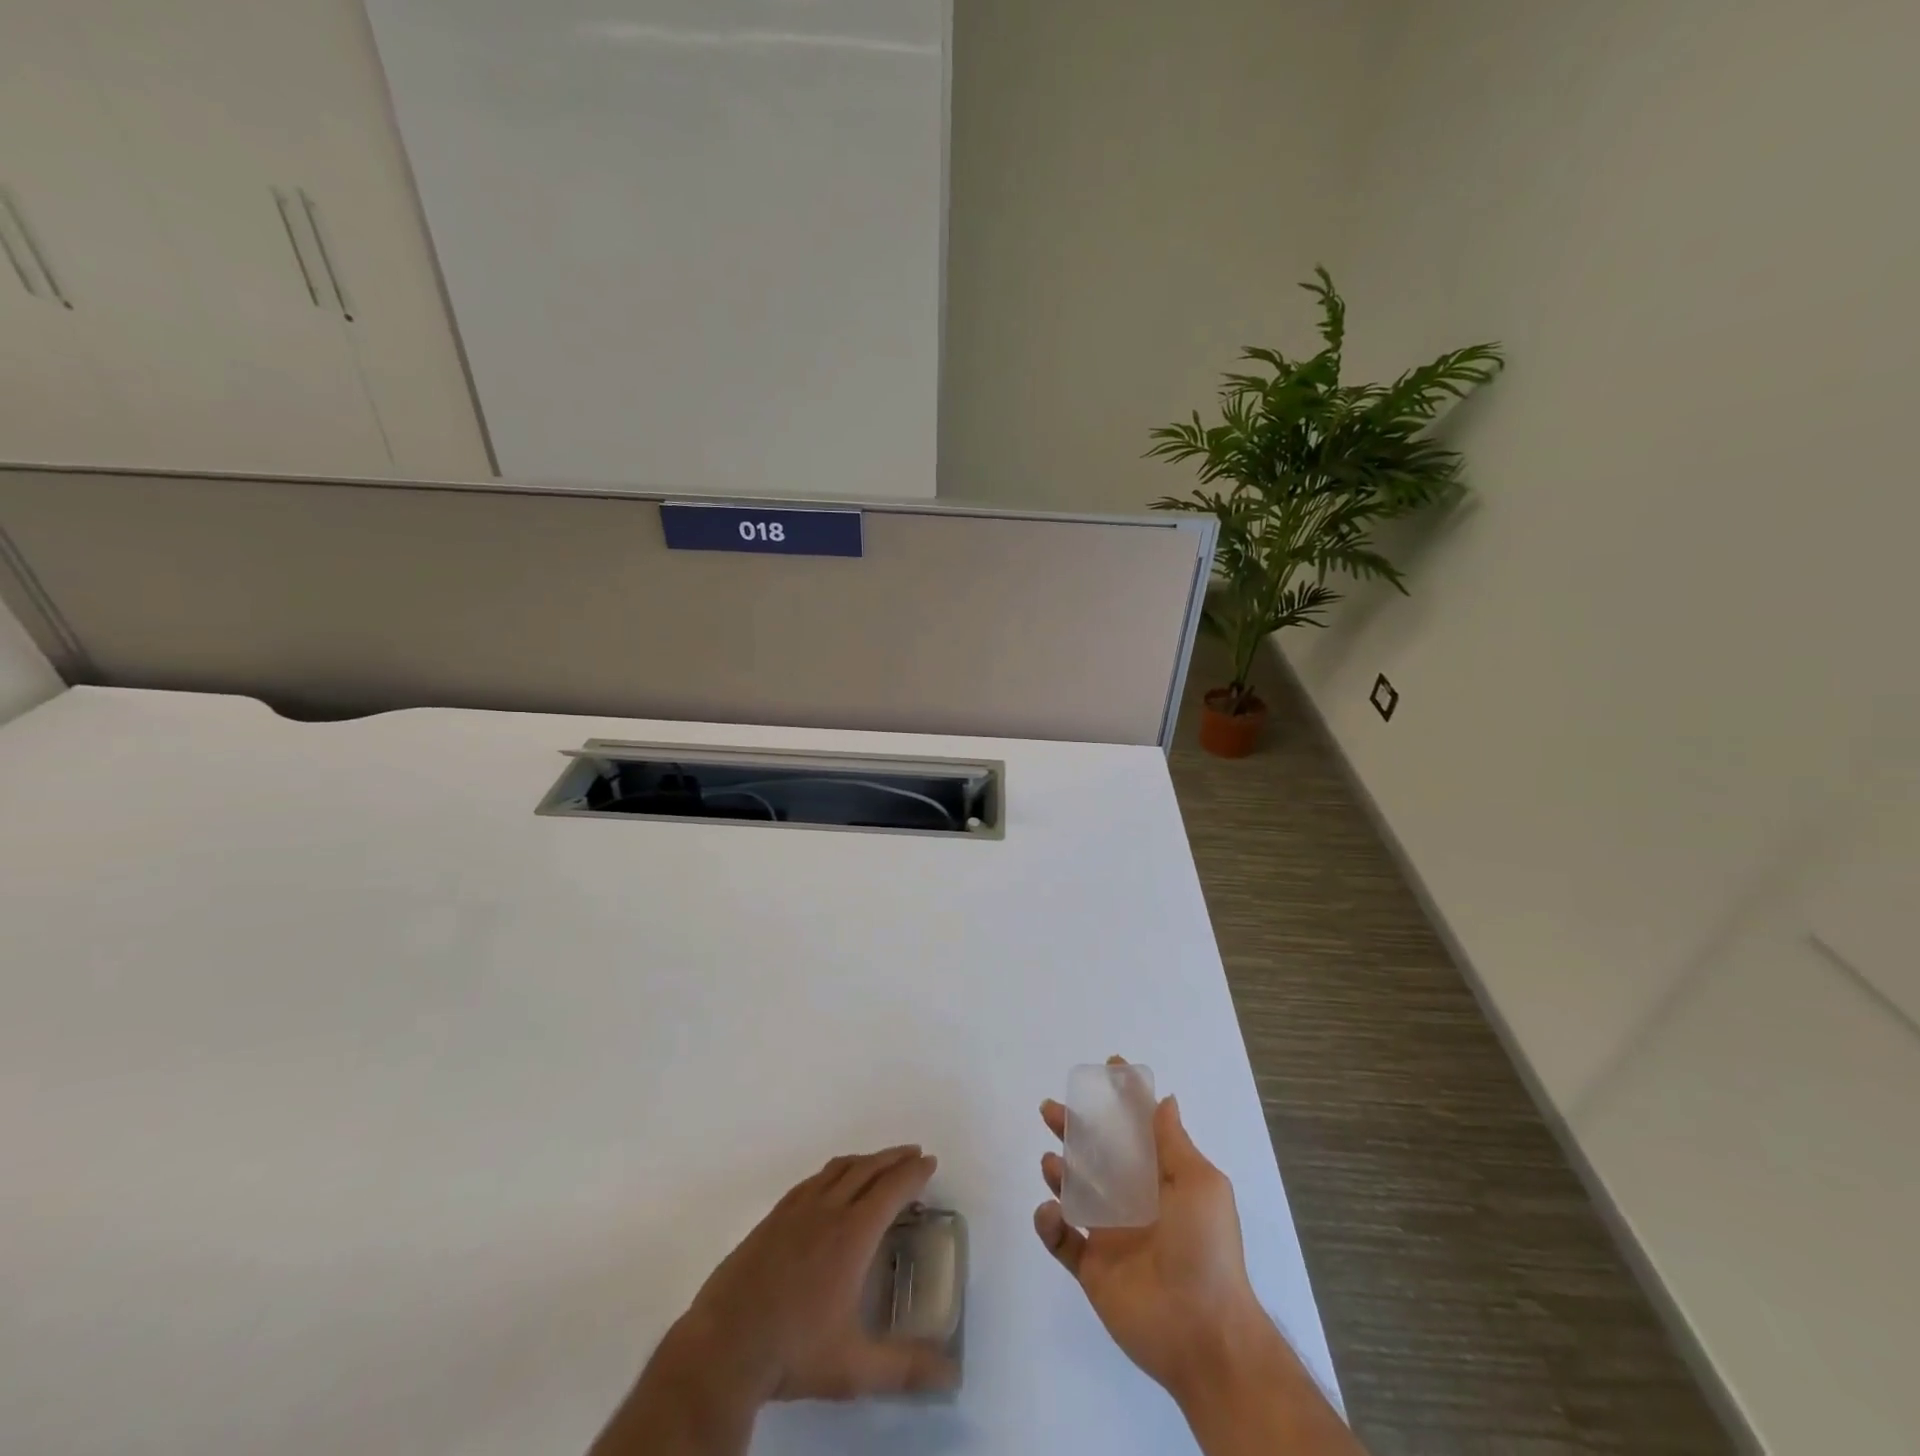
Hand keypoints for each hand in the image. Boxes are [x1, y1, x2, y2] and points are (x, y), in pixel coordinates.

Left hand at [593, 1146, 957, 1455]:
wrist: (723, 1347)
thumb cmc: (794, 1353)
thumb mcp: (855, 1368)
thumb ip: (905, 1368)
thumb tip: (952, 1375)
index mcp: (852, 1234)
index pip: (891, 1190)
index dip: (913, 1173)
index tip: (930, 1162)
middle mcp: (827, 1210)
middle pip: (867, 1170)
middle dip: (893, 1158)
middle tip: (913, 1154)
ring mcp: (796, 1210)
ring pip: (838, 1169)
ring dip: (865, 1160)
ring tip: (879, 1163)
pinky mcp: (772, 1218)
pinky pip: (811, 1180)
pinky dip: (833, 1171)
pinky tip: (831, 1183)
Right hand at [1034, 1076, 1275, 1405]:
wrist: (1203, 1333)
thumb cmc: (1206, 1249)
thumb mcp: (1200, 1186)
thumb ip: (1174, 1142)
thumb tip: (1165, 1099)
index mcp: (1162, 1180)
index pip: (1138, 1131)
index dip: (1124, 1100)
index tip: (1107, 1068)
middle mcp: (1134, 1202)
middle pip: (1096, 1155)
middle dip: (1073, 1129)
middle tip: (1050, 1110)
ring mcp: (1111, 1236)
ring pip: (1075, 1193)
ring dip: (1058, 1172)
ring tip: (1050, 1163)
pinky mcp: (1092, 1269)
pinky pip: (1061, 1240)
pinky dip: (1049, 1223)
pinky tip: (1051, 1212)